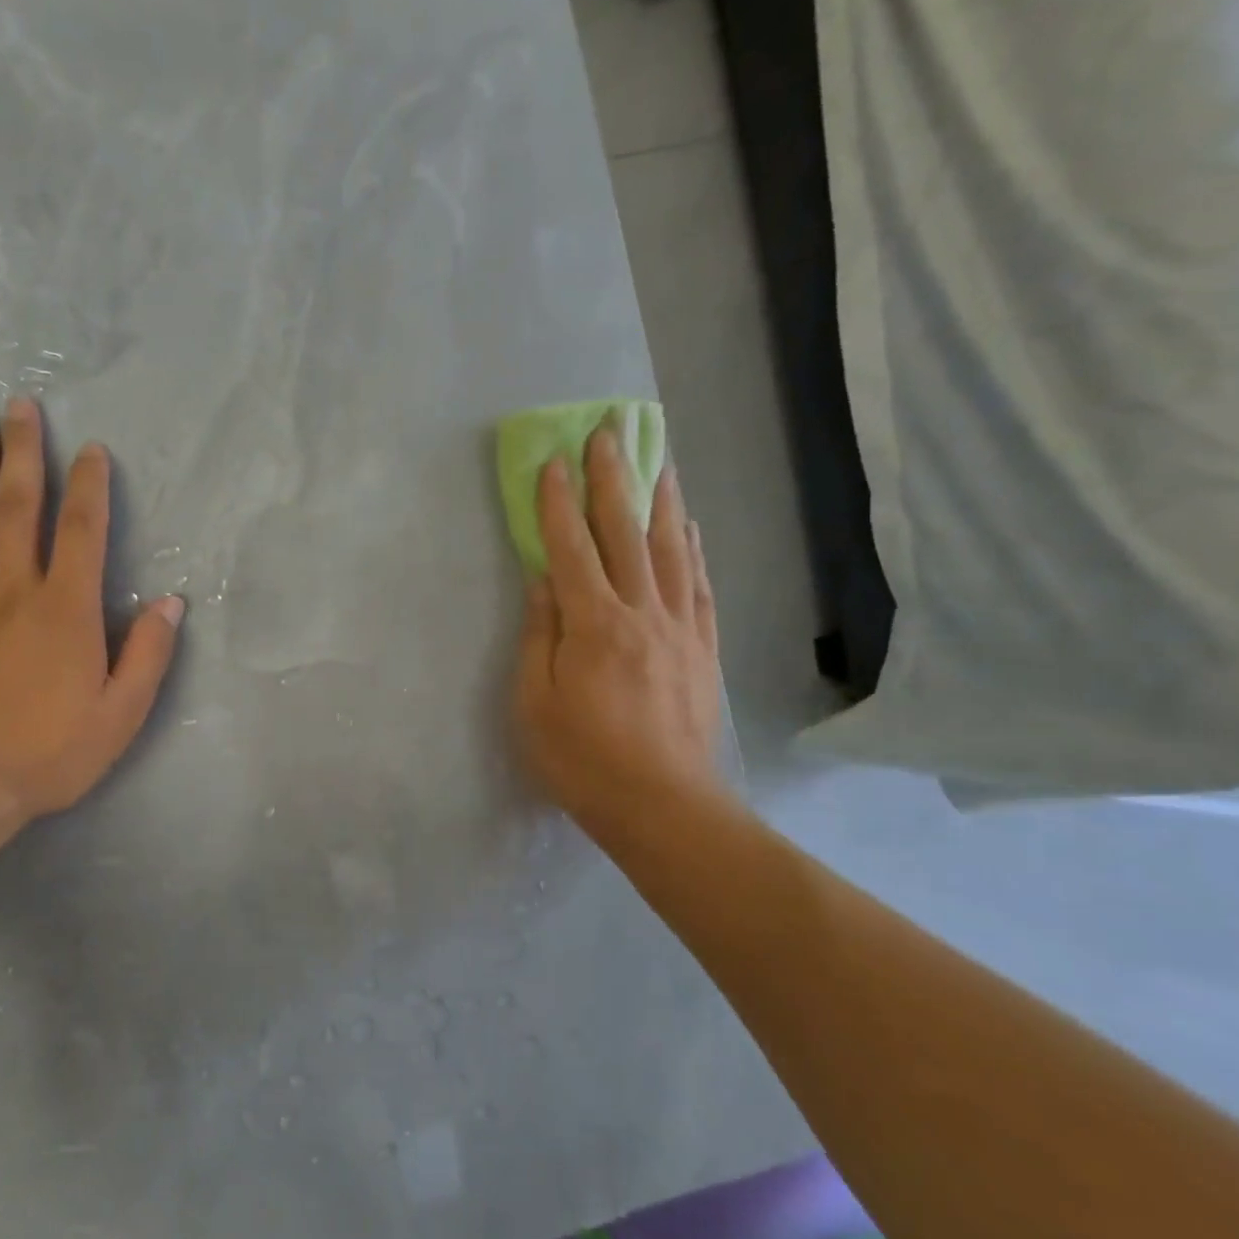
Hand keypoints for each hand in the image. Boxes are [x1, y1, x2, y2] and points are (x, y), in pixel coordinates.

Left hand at [0, 397, 182, 841]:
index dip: (90, 486)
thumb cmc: (49, 752)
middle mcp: (15, 590)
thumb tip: (172, 603)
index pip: (82, 530)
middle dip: (24, 453)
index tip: (92, 449)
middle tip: (20, 404)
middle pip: (19, 507)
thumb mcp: (121, 714)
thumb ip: (148, 655)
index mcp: (67, 609)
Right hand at [514, 429, 725, 841]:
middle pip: (626, 534)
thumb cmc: (582, 759)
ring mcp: (680, 629)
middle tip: (610, 433)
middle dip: (614, 480)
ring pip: (672, 550)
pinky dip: (694, 549)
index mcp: (594, 626)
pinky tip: (690, 526)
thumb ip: (539, 637)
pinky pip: (700, 586)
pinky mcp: (703, 649)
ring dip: (661, 500)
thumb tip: (543, 582)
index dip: (558, 503)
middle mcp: (642, 613)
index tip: (553, 461)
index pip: (571, 549)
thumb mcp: (536, 703)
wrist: (662, 806)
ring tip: (659, 459)